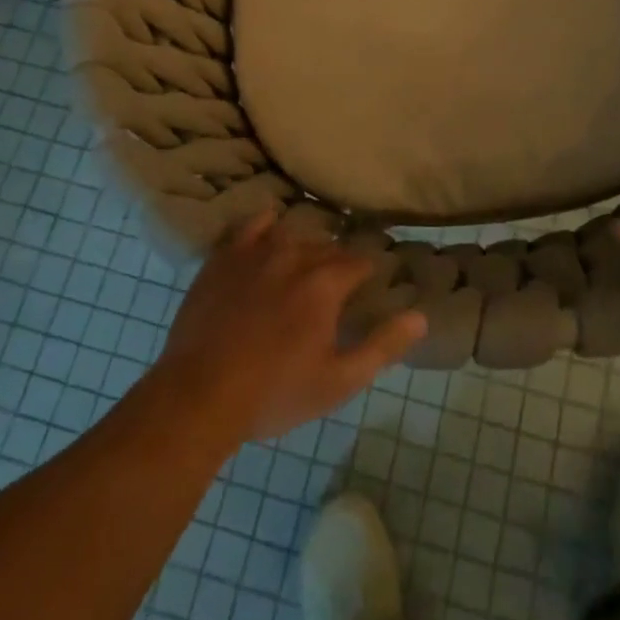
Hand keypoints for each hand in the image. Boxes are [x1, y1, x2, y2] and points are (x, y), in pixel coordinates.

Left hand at [156, 207, 427, 443]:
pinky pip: (252, 225)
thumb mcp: (339, 381)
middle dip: (338, 263)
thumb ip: (383, 346)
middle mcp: (295, 255)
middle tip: (337, 287)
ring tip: (306, 266)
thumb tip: (420, 316)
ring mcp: (256, 252)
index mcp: (326, 283)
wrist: (199, 395)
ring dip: (306, 247)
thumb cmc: (275, 393)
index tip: (370, 285)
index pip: (360, 262)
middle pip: (328, 247)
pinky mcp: (224, 257)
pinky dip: (267, 224)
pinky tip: (271, 230)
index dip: (369, 273)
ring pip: (294, 234)